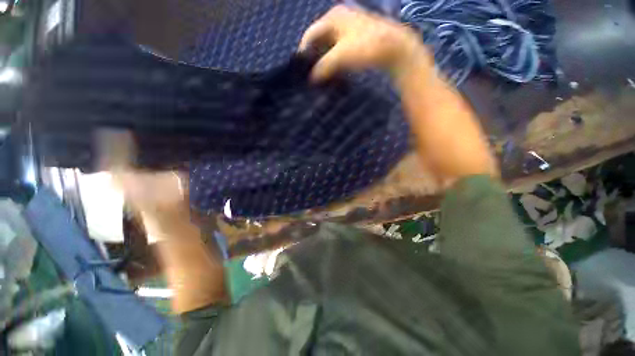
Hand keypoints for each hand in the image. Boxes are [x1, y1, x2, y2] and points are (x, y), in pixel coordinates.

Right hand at [299, 5, 431, 81]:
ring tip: (329, 70)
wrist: (401, 48)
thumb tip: (313, 77)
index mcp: (332, 15)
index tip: (304, 68)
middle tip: (316, 70)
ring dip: (331, 54)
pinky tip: (344, 64)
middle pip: (323, 36)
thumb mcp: (340, 57)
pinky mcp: (366, 30)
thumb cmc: (368, 47)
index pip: (310, 34)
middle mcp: (342, 14)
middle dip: (319, 53)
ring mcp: (356, 21)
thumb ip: (322, 67)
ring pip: (335, 39)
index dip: (305, 52)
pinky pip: (347, 41)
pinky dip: (343, 52)